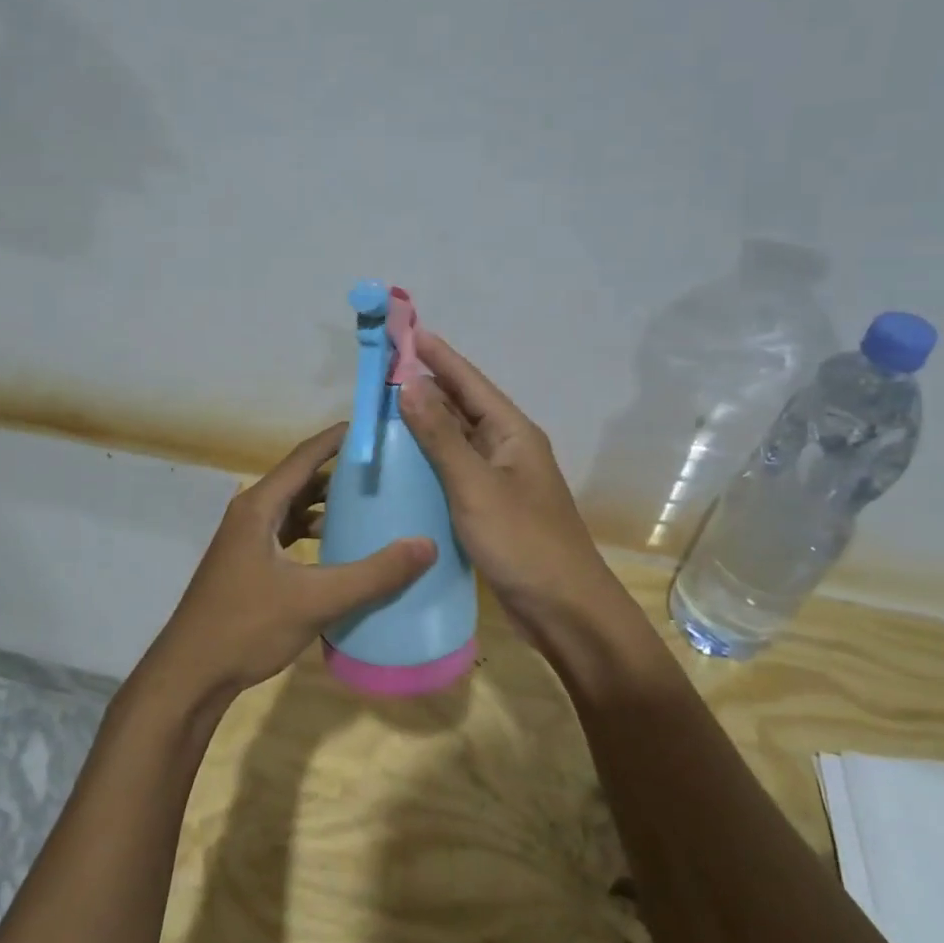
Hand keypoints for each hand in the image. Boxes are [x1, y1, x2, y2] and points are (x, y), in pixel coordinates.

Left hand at [137, 423, 435, 709]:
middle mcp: (250, 514)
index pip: (304, 456)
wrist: (190, 676)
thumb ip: (372, 574)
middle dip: (341, 472)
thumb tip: (427, 545)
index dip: (339, 438)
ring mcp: (247, 540)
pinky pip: (288, 533)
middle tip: (386, 469)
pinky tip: (341, 549)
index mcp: (259, 506)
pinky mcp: (249, 565)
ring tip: (371, 505)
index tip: (376, 428)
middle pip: (301, 479)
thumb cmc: (246, 627)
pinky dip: (315, 532)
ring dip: (328, 504)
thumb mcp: (315, 600)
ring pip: (294, 508)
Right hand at [399, 333, 632, 646]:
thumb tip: (409, 383)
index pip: (468, 381)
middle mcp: (507, 447)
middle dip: (424, 387)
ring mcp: (499, 479)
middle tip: (379, 373)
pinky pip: (453, 472)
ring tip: (380, 412)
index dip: (436, 354)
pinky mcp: (489, 507)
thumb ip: (440, 436)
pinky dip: (428, 462)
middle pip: (461, 407)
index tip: (404, 331)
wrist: (564, 611)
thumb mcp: (475, 486)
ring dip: (423, 425)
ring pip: (455, 440)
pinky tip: (399, 464)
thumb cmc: (523, 542)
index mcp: (512, 432)